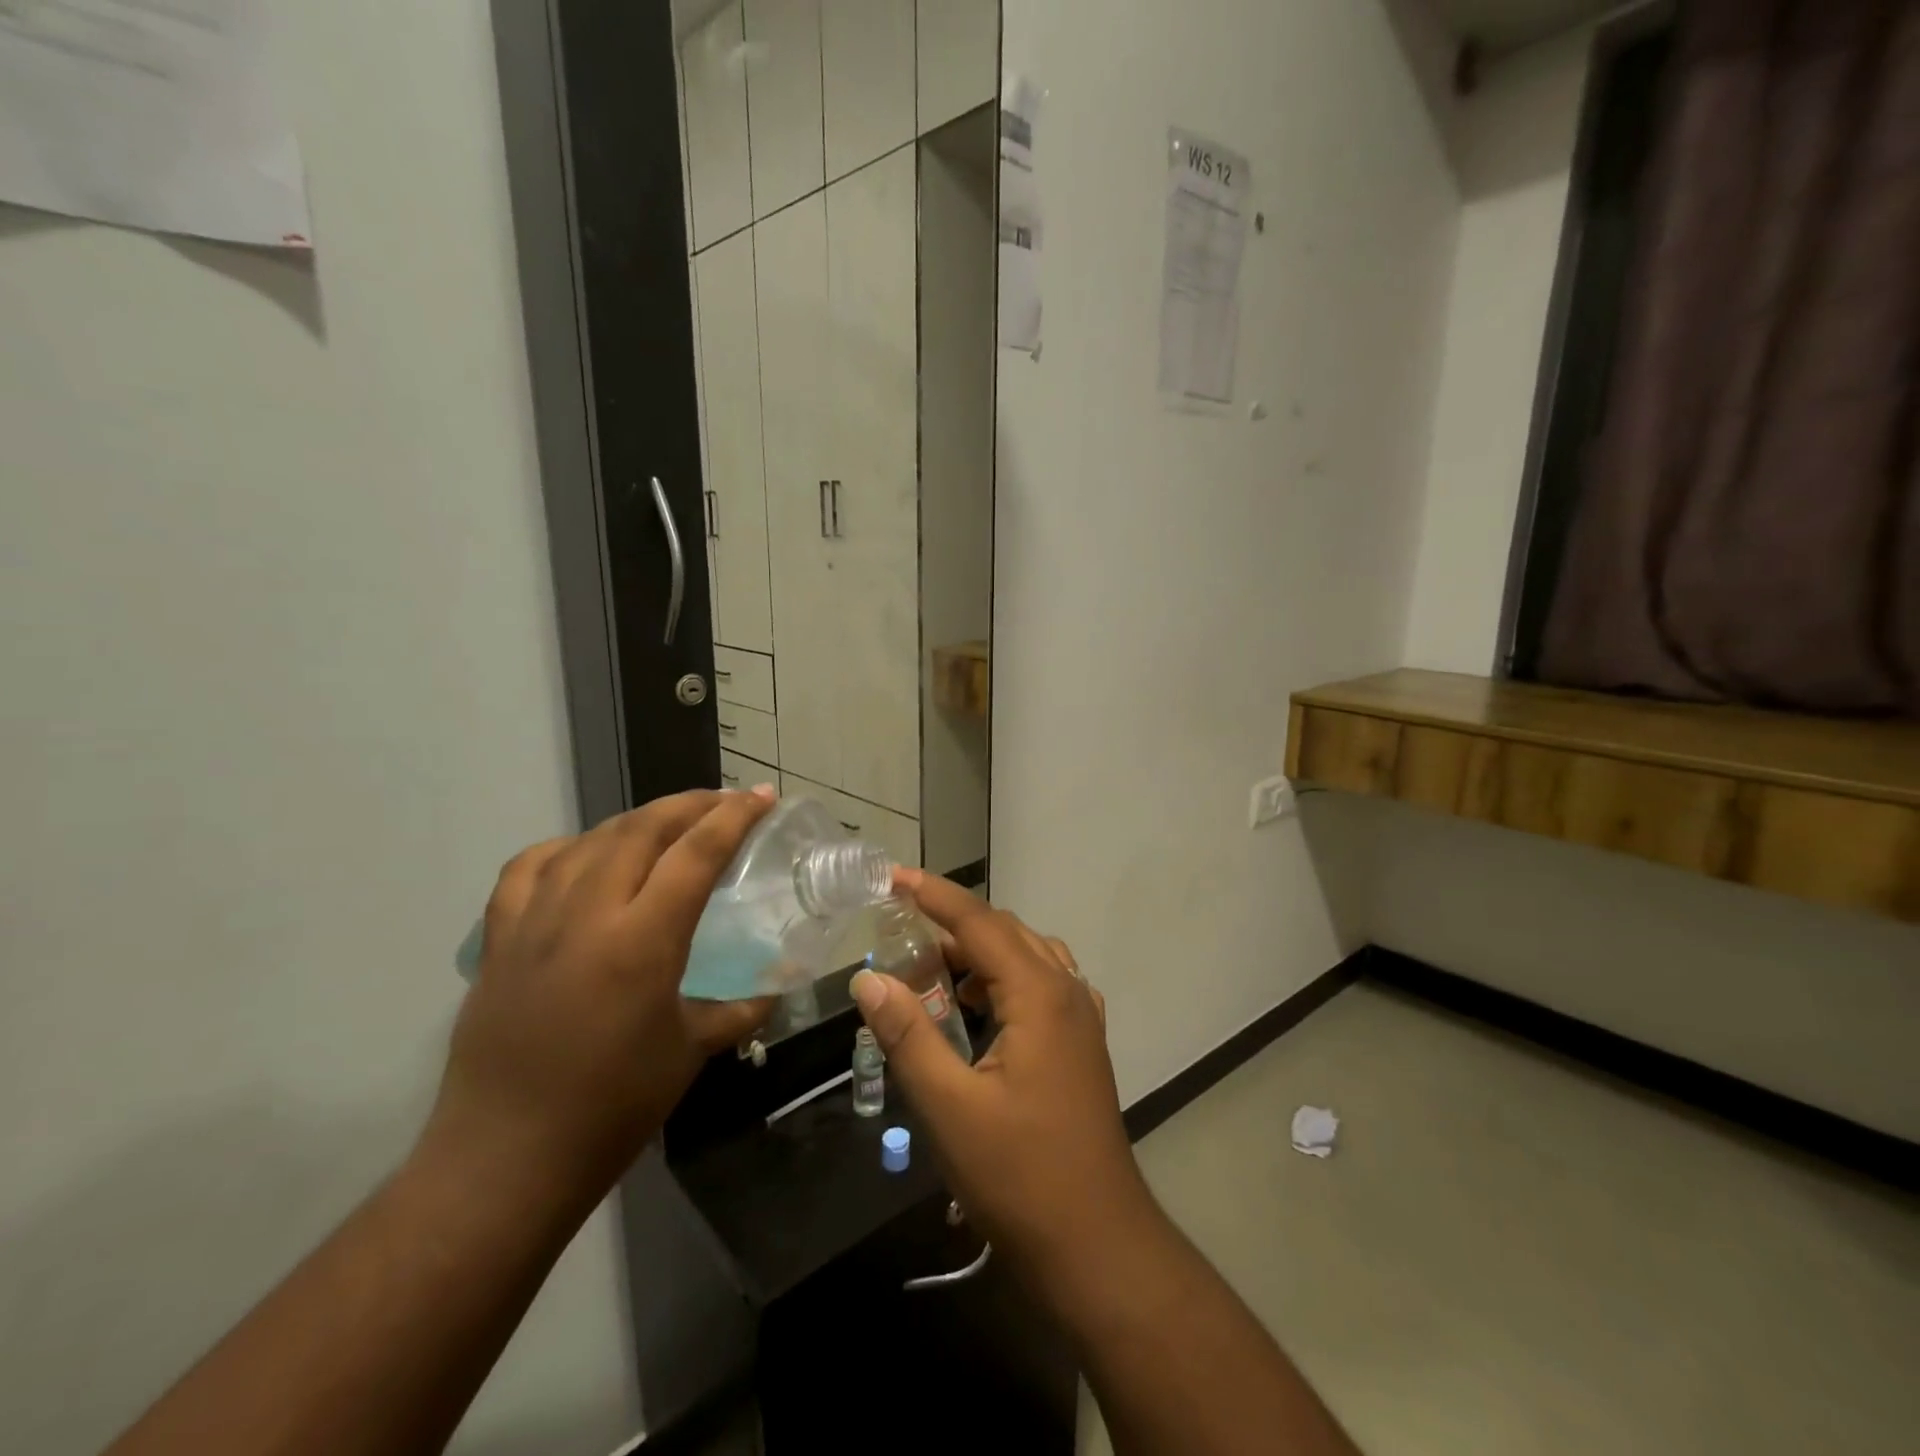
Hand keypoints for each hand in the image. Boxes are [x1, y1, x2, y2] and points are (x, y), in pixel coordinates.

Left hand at [423, 788, 776, 1206]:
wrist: (502, 1162)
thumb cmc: (611, 1110)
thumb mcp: (691, 1052)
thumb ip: (740, 1009)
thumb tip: (775, 989)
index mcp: (641, 941)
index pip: (696, 853)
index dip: (735, 816)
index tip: (763, 796)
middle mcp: (586, 915)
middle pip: (643, 828)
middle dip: (692, 804)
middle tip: (727, 803)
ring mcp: (534, 921)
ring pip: (592, 838)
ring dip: (640, 819)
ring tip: (671, 823)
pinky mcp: (499, 938)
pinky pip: (532, 866)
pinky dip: (571, 847)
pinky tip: (589, 857)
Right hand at [849, 870, 1156, 1290]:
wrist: (1098, 1245)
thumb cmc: (1021, 1175)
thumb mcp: (950, 1107)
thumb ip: (908, 1035)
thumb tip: (868, 978)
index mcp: (1040, 994)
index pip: (980, 922)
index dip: (934, 895)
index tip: (892, 876)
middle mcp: (1067, 991)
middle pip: (1005, 933)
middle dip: (953, 923)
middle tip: (900, 927)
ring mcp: (1081, 1018)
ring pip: (1026, 957)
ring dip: (980, 952)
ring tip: (931, 968)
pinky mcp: (1081, 1045)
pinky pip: (1041, 985)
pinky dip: (1003, 979)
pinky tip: (977, 1008)